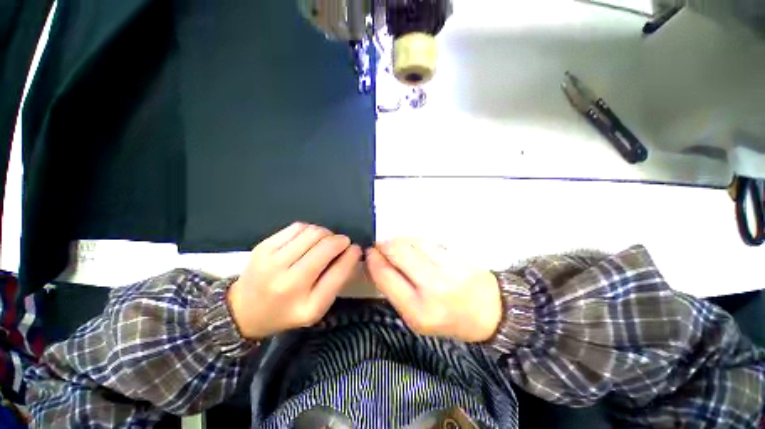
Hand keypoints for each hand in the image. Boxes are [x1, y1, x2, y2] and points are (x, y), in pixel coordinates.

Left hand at [227, 223, 361, 339]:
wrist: (244, 310)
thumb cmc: (287, 311)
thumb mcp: (317, 306)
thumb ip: (336, 279)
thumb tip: (351, 251)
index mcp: (307, 306)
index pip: (339, 272)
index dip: (352, 255)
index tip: (356, 248)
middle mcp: (289, 284)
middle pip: (326, 246)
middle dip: (340, 240)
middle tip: (341, 243)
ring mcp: (272, 263)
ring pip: (313, 232)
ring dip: (325, 233)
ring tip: (323, 242)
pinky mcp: (263, 247)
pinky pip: (298, 227)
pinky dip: (309, 229)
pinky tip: (307, 239)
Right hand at [366, 239, 501, 342]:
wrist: (490, 312)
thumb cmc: (448, 319)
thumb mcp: (416, 317)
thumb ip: (395, 291)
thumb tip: (377, 262)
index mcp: (418, 311)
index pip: (385, 276)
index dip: (373, 259)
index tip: (369, 252)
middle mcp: (433, 288)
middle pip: (397, 252)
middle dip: (384, 245)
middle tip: (382, 246)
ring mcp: (447, 268)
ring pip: (412, 242)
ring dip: (400, 241)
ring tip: (401, 248)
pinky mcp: (457, 255)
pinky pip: (427, 240)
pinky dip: (416, 241)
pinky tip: (417, 247)